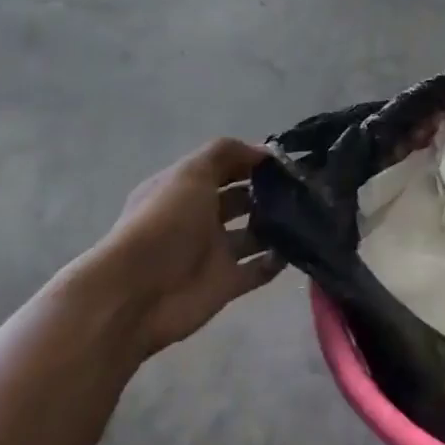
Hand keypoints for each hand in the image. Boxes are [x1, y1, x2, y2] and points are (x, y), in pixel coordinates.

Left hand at [70, 139, 282, 354]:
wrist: (138, 293)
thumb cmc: (164, 224)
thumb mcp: (190, 174)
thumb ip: (226, 154)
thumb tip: (265, 151)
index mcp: (183, 190)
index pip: (222, 168)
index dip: (251, 161)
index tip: (286, 160)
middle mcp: (198, 219)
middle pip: (240, 201)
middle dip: (269, 193)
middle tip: (303, 188)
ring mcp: (213, 253)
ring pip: (253, 235)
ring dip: (277, 226)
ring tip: (307, 216)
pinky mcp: (227, 284)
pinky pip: (259, 269)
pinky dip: (278, 260)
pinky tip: (297, 248)